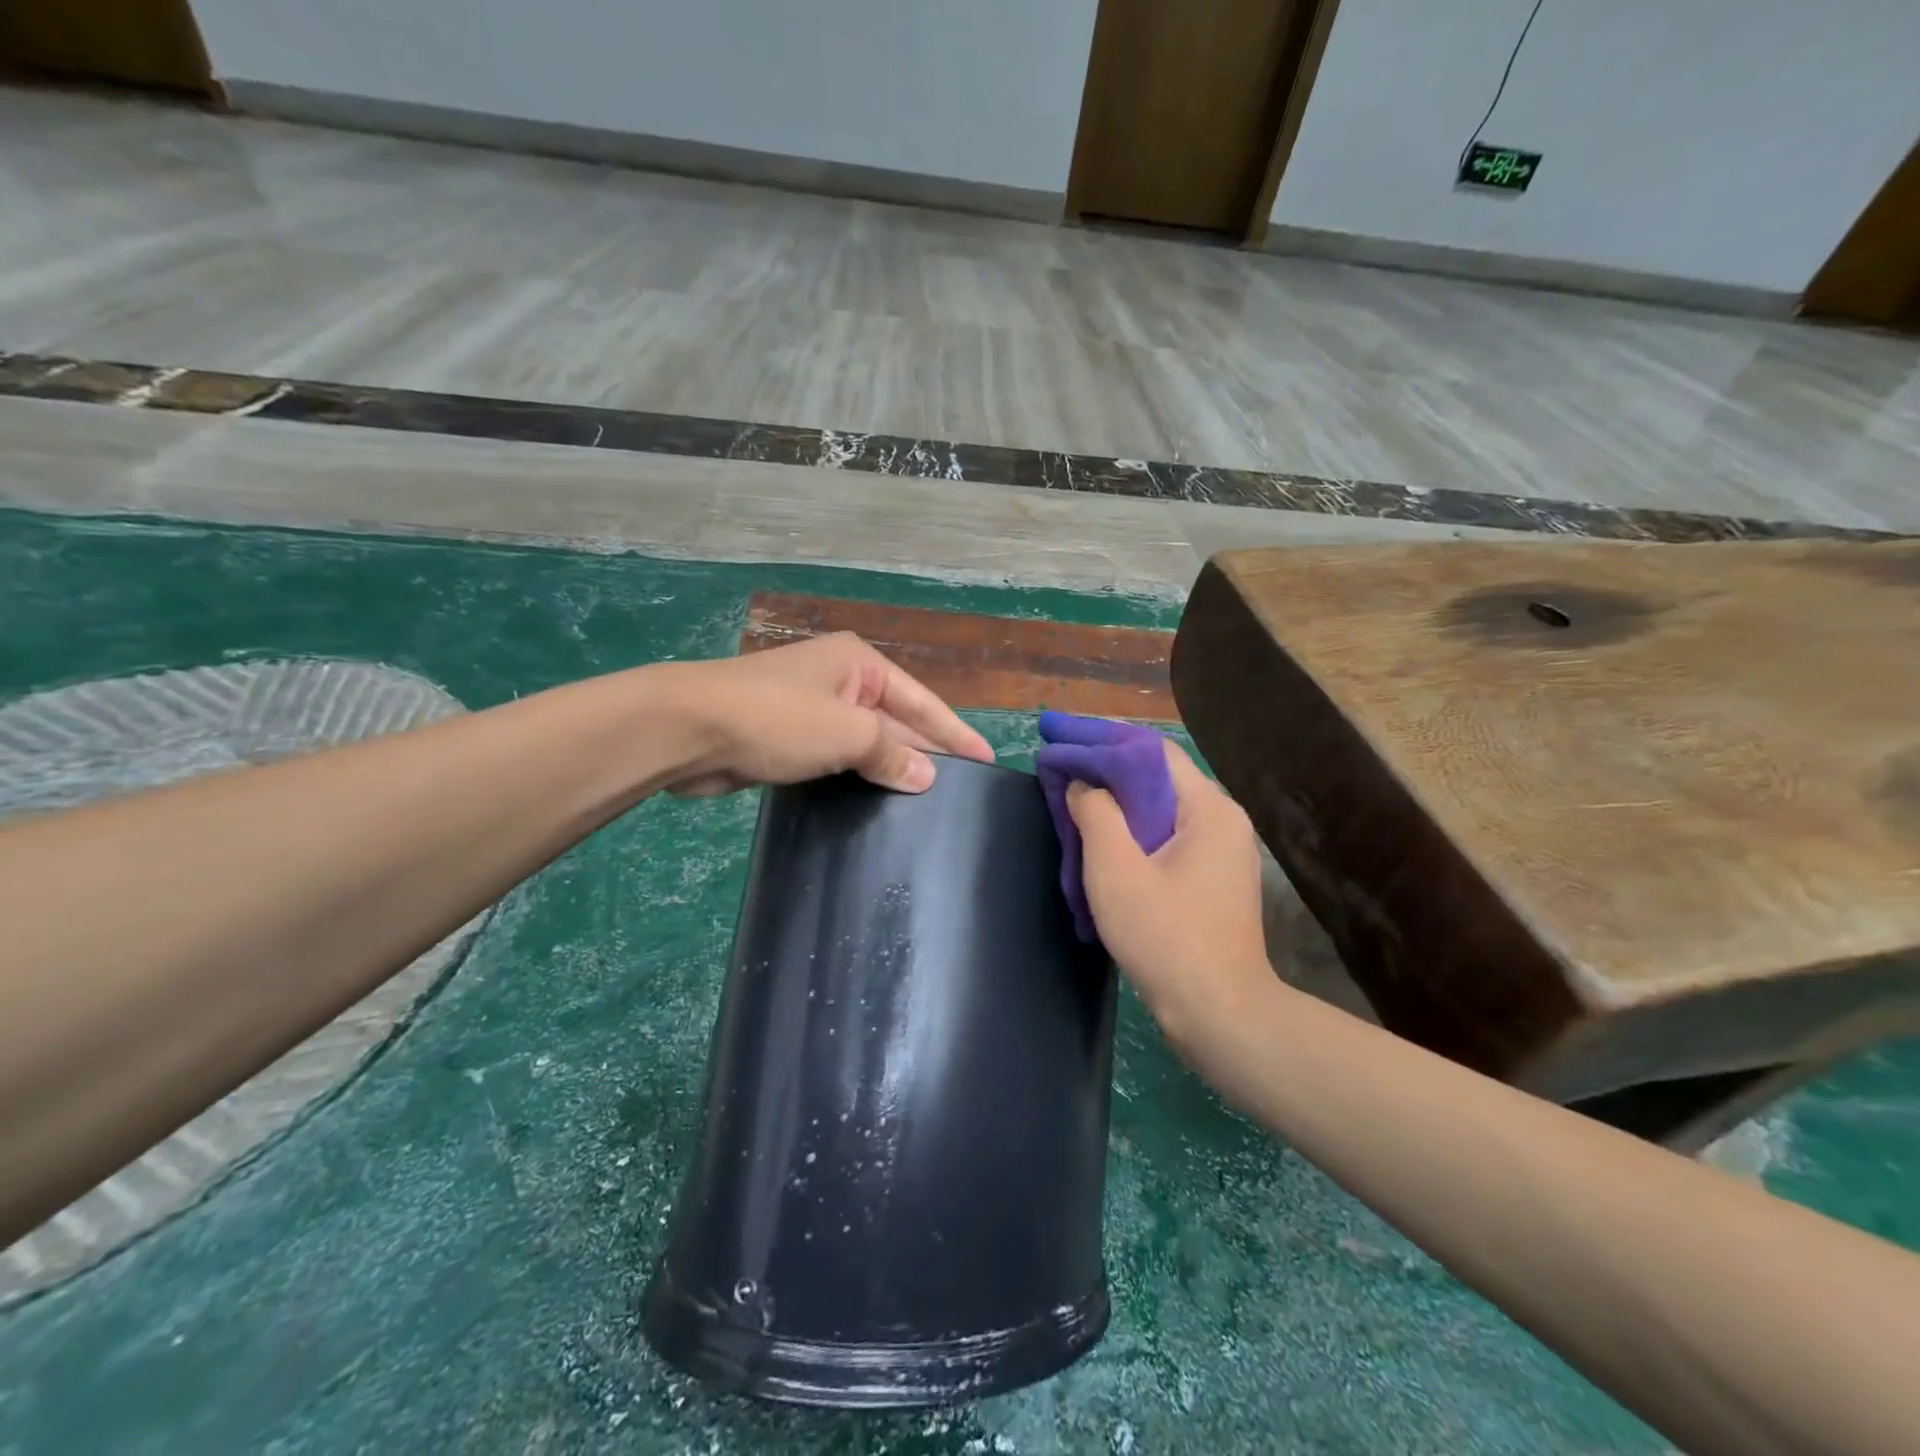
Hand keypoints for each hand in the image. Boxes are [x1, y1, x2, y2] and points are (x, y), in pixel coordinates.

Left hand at [658, 633, 994, 796]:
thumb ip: (891, 753)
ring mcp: (811, 707)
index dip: (956, 733)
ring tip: (926, 801)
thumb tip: (926, 776)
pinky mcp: (787, 737)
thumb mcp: (846, 733)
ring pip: (865, 741)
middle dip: (925, 750)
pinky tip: (876, 800)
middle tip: (961, 787)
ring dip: (890, 766)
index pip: (922, 701)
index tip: (987, 760)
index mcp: (860, 663)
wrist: (687, 729)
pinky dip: (857, 775)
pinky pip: (837, 756)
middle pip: (896, 719)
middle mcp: (839, 679)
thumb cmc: (776, 719)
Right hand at [1066, 742, 1272, 1063]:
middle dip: (1104, 769)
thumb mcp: (1117, 869)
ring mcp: (1220, 853)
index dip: (1102, 738)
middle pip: (1156, 778)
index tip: (1060, 735)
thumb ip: (1096, 813)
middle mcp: (1221, 821)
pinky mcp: (1211, 881)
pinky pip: (1165, 839)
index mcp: (1208, 809)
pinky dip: (1130, 831)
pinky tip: (1099, 840)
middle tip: (1058, 764)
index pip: (1151, 751)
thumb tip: (1082, 783)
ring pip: (1158, 810)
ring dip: (1115, 802)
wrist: (1220, 1015)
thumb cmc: (1167, 936)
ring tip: (1070, 797)